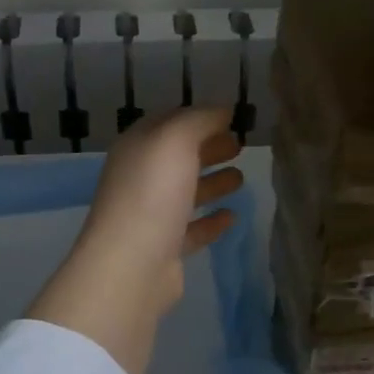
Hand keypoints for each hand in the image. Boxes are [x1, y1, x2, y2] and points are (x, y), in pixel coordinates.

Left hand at [27, 108, 244, 373]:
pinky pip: (191, 228)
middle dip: (208, 148)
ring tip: (241, 178)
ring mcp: (151, 214)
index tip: (230, 117)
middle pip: (179, 157)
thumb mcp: (176, 140)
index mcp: (137, 147)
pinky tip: (232, 217)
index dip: (199, 117)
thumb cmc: (152, 193)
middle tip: (240, 145)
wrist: (131, 264)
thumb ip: (200, 119)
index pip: (169, 122)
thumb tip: (222, 109)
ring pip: (186, 191)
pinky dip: (211, 221)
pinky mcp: (164, 247)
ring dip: (212, 183)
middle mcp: (140, 177)